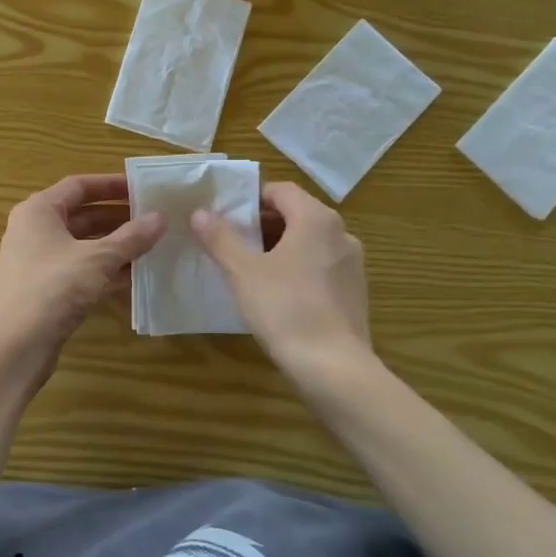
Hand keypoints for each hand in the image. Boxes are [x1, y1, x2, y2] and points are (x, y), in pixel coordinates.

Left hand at [0, 174, 165, 371]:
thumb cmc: (53, 287)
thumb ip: (131, 237)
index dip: (111, 185)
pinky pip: (80, 270)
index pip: (78, 186)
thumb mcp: (98, 258)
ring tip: (152, 246)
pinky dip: (105, 270)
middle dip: (118, 217)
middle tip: (153, 219)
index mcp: (39, 211)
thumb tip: (160, 218)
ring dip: (115, 246)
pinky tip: (134, 276)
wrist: (16, 345)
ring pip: (83, 245)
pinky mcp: (46, 290)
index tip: (142, 188)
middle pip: (81, 215)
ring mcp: (38, 262)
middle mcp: (34, 231)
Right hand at [192, 182, 369, 369]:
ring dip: (280, 247)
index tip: (226, 217)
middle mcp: (341, 233)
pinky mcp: (355, 291)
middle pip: (297, 214)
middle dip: (263, 225)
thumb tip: (200, 212)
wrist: (333, 366)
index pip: (281, 190)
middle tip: (232, 243)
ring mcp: (352, 263)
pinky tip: (279, 294)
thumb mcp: (242, 271)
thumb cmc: (284, 309)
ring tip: (251, 269)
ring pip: (310, 242)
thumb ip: (220, 238)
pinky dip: (299, 268)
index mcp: (316, 219)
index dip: (251, 199)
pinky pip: (321, 266)